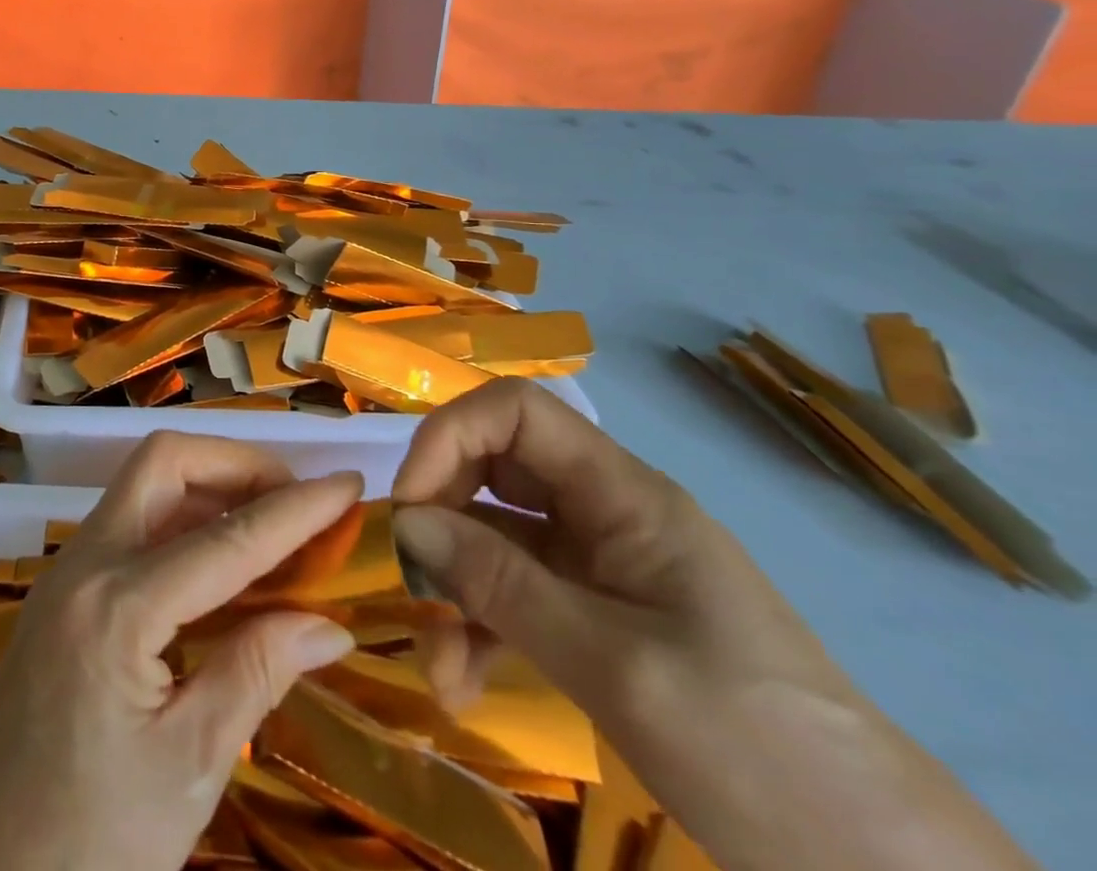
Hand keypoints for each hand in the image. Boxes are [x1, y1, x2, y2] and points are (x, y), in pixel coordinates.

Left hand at [0, 434, 361, 870]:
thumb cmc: (87, 843)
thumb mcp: (187, 768)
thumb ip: (256, 674)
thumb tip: (328, 623)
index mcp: (117, 607)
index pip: (225, 539)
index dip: (295, 508)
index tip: (348, 483)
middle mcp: (85, 564)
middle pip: (163, 464)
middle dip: (234, 465)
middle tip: (294, 499)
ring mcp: (66, 571)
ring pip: (143, 485)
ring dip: (208, 487)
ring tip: (269, 524)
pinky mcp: (61, 591)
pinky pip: (129, 522)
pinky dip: (180, 519)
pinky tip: (218, 562)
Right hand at [391, 378, 1037, 870]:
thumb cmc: (756, 750)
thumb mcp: (614, 666)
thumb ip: (501, 585)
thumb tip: (405, 523)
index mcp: (624, 494)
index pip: (515, 411)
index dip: (449, 437)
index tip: (410, 507)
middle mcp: (604, 512)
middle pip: (493, 470)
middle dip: (441, 522)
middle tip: (411, 585)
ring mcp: (599, 566)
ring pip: (495, 540)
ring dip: (454, 591)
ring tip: (438, 668)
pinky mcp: (596, 618)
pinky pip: (515, 595)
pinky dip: (480, 628)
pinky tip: (462, 684)